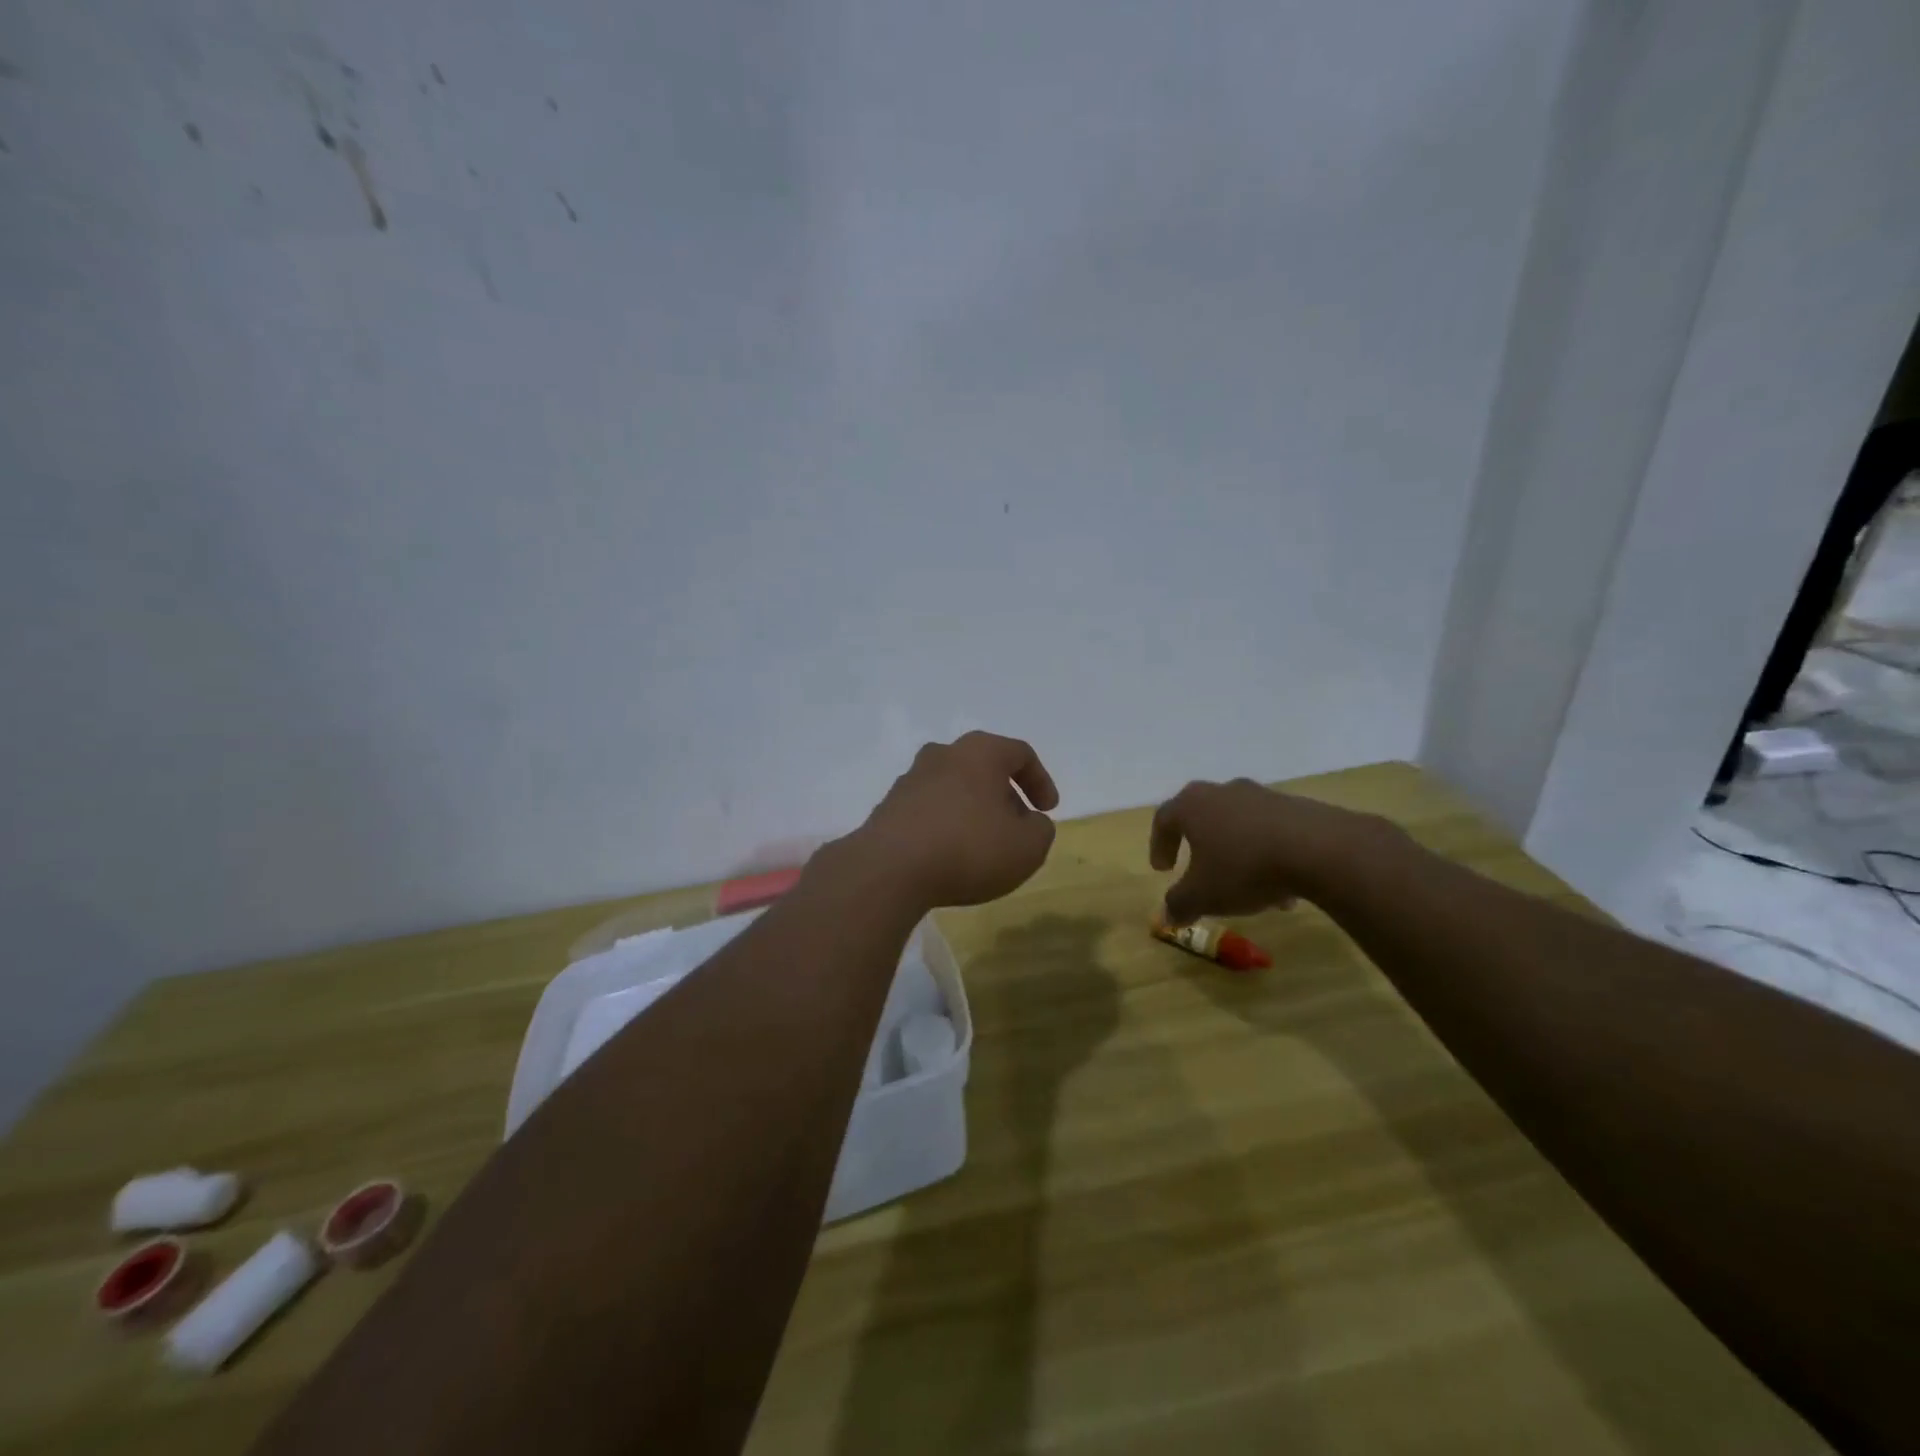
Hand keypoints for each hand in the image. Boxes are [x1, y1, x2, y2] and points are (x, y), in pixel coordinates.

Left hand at [844, 731, 1059, 909]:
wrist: (889, 869)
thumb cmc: (968, 848)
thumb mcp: (1027, 847)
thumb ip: (1040, 830)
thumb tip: (1030, 822)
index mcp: (980, 752)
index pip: (1020, 754)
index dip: (1040, 781)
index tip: (1047, 811)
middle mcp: (943, 755)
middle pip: (983, 767)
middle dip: (1005, 795)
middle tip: (1017, 826)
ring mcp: (911, 779)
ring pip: (954, 787)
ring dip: (973, 810)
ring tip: (983, 845)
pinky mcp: (889, 807)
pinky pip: (929, 809)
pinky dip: (946, 825)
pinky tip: (950, 855)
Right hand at [1148, 778, 1388, 924]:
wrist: (1318, 850)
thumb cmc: (1244, 868)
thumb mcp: (1203, 895)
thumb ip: (1180, 904)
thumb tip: (1168, 915)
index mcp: (1193, 806)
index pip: (1164, 819)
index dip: (1159, 844)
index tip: (1163, 870)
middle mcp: (1223, 792)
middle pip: (1203, 817)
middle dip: (1199, 846)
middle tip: (1198, 869)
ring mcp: (1262, 796)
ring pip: (1240, 826)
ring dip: (1237, 854)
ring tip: (1247, 891)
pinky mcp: (1296, 806)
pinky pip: (1271, 831)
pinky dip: (1268, 855)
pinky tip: (1281, 888)